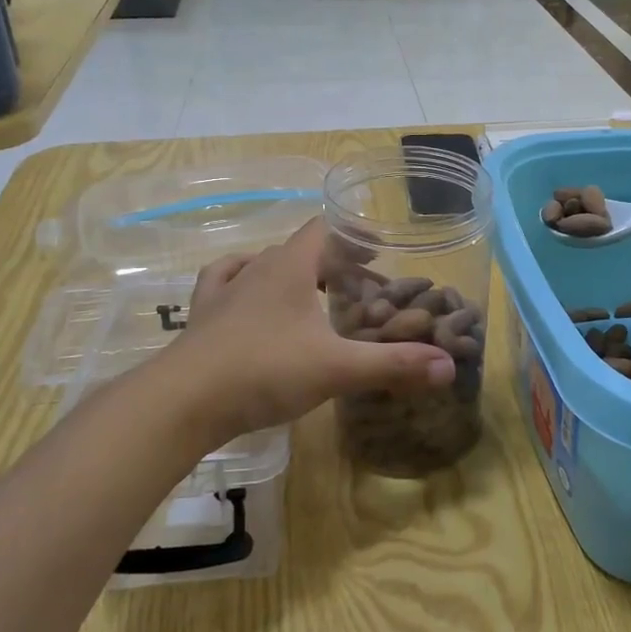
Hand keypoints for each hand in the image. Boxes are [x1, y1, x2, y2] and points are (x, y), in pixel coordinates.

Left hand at [164, 219, 455, 443]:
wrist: (182, 402)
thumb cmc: (264, 370)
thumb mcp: (337, 368)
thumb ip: (394, 366)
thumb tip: (448, 368)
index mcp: (289, 267)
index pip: (324, 229)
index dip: (354, 234)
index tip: (379, 250)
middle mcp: (256, 269)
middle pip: (300, 250)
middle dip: (333, 264)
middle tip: (360, 288)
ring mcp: (223, 293)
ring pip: (263, 266)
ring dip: (291, 274)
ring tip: (313, 294)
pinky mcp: (201, 319)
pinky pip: (223, 285)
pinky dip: (242, 284)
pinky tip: (247, 296)